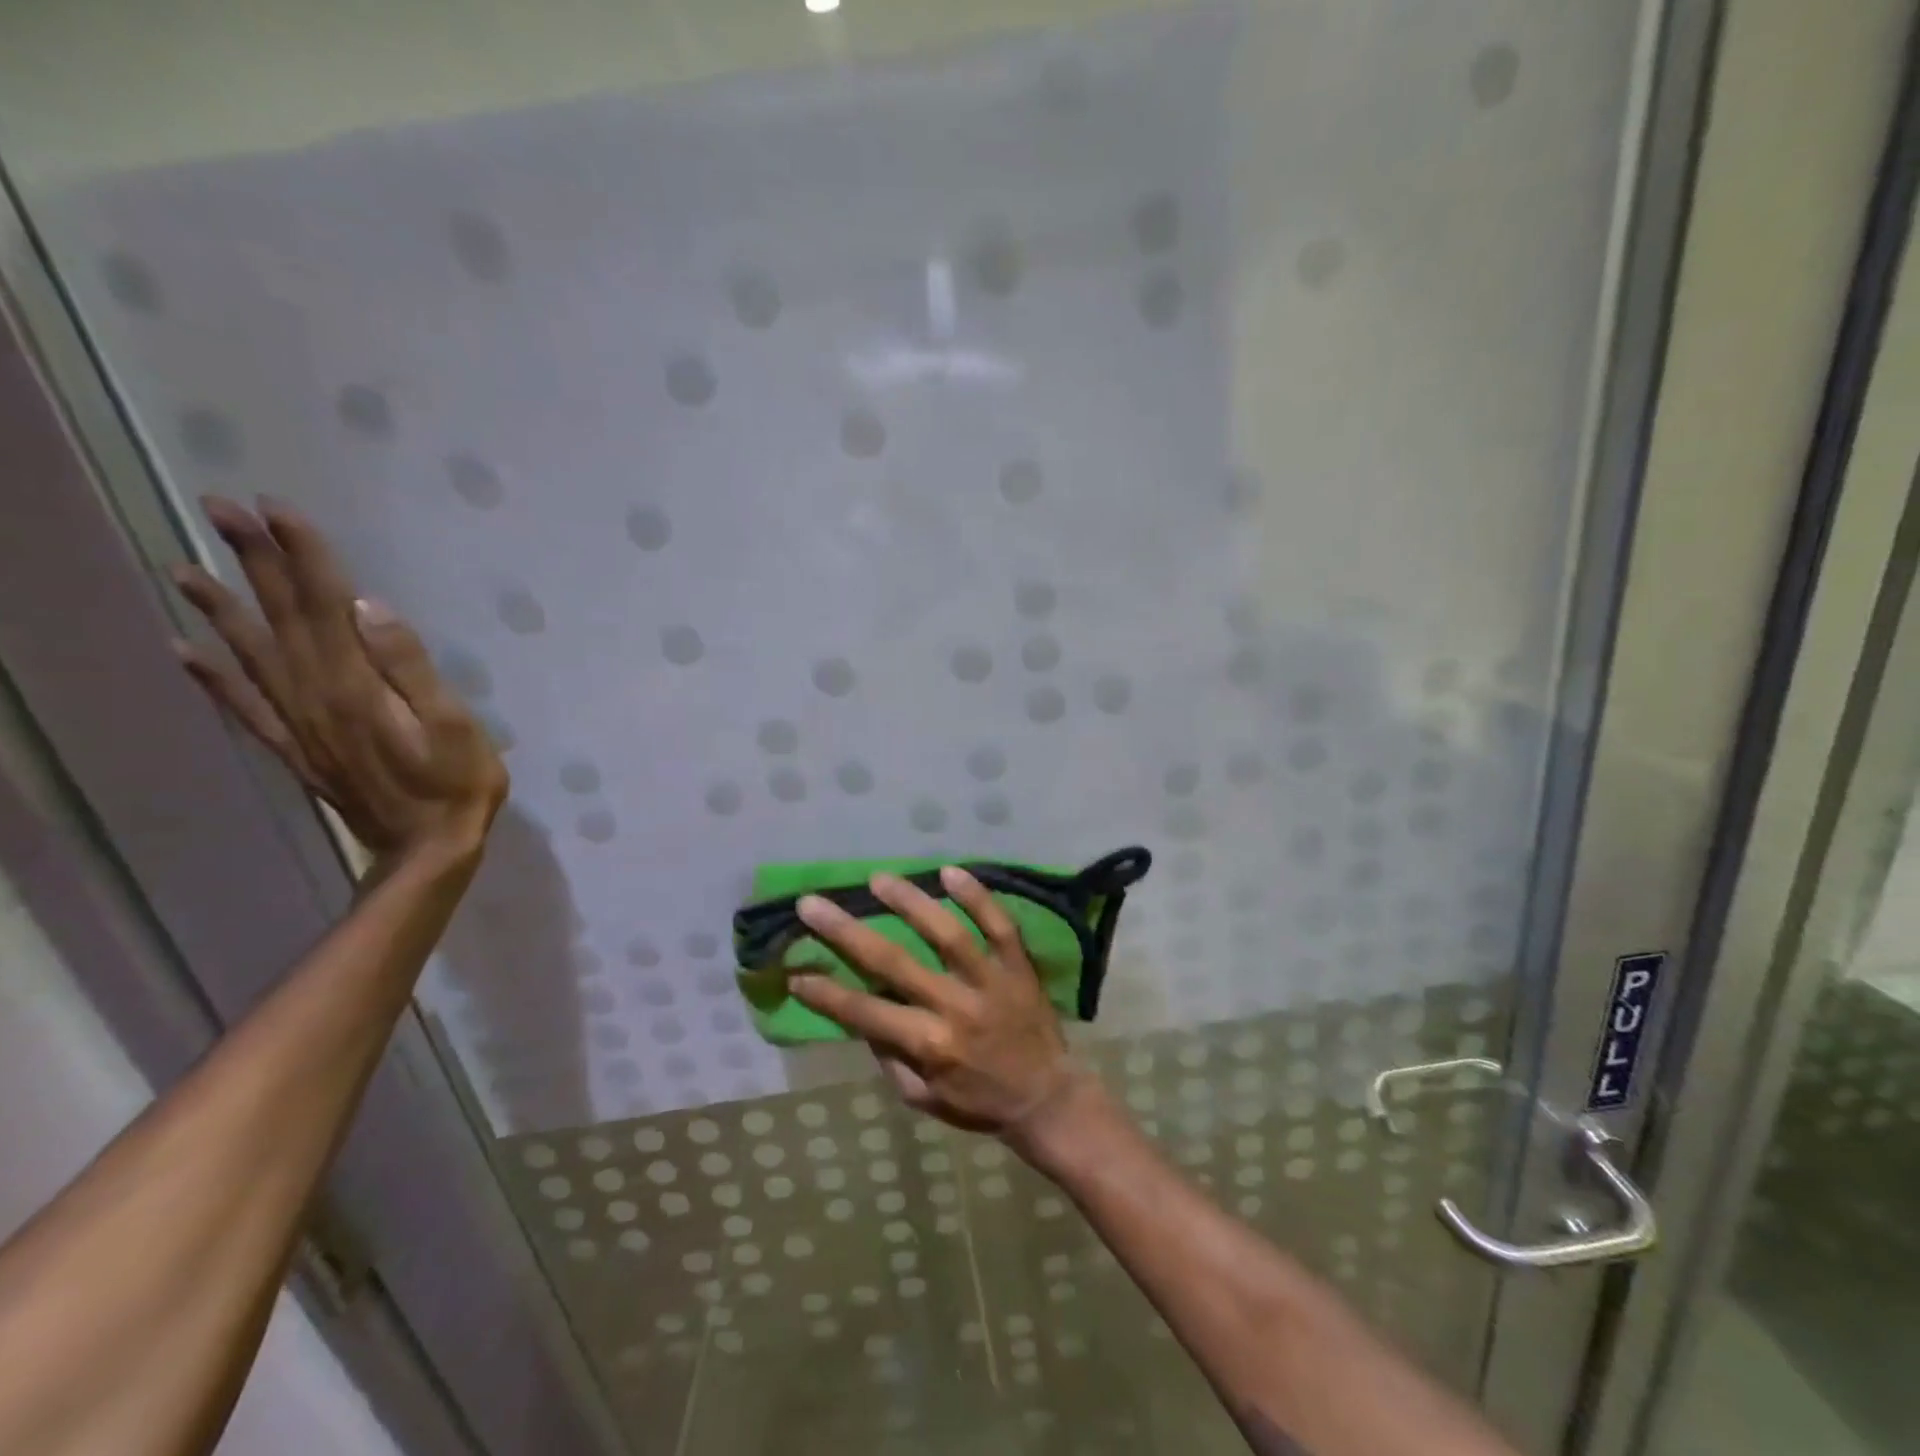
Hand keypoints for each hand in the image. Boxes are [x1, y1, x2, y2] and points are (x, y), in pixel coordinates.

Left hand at [171, 496, 508, 864]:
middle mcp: (315, 695)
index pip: (325, 605)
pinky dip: (212, 677)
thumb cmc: (457, 786)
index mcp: (356, 685)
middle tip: (220, 509)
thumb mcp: (454, 726)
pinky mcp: (296, 748)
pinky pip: (244, 706)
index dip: (302, 555)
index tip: (277, 508)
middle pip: (282, 618)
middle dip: (254, 561)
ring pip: (252, 654)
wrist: (426, 850)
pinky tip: (187, 652)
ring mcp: (299, 723)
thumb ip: (411, 668)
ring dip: (221, 608)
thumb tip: (369, 608)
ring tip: (185, 567)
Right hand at [790, 867, 1079, 1139]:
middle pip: (894, 962)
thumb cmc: (979, 1102)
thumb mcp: (923, 1098)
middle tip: (813, 904)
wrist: (1048, 1100)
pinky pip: (999, 926)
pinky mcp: (1018, 966)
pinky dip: (978, 897)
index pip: (864, 1012)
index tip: (794, 971)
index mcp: (929, 1044)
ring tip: (878, 879)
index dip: (826, 993)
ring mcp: (990, 981)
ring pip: (947, 934)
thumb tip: (862, 1015)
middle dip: (847, 932)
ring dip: (911, 903)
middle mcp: (955, 1007)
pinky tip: (950, 871)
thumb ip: (890, 1057)